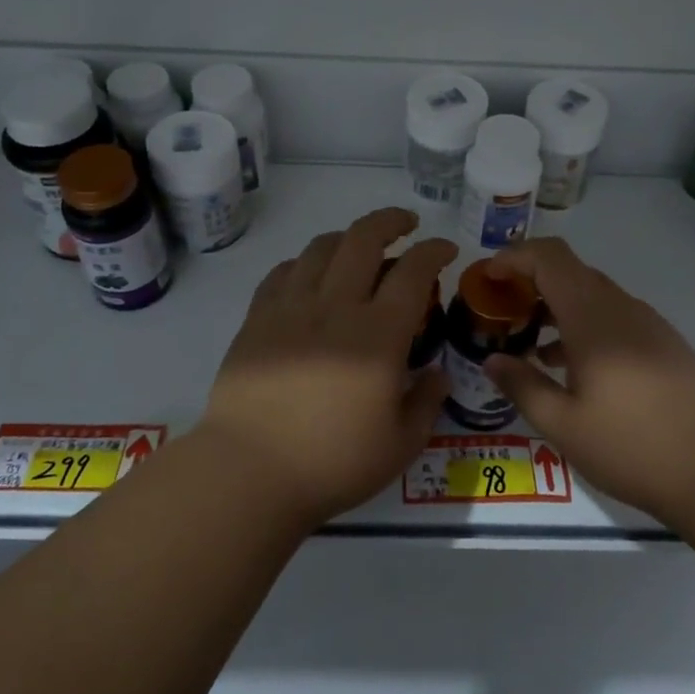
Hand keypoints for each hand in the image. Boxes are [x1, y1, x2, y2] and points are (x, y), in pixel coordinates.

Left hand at [199, 208, 455, 528]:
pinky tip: (310, 275)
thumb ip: (426, 403)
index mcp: (378, 335)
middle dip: (391, 221)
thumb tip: (437, 374)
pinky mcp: (257, 319)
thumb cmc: (332, 463)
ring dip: (347, 237)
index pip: (413, 272)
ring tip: (359, 247)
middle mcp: (336, 307)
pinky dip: (304, 262)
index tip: (445, 249)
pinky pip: (283, 272)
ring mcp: (291, 308)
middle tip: (406, 224)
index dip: (434, 251)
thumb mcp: (400, 445)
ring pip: (320, 248)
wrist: (248, 472)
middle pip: (364, 239)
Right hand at [484, 238, 694, 522]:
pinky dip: (582, 326)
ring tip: (528, 344)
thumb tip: (494, 360)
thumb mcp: (563, 424)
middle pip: (569, 271)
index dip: (513, 257)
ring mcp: (646, 324)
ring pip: (591, 296)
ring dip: (556, 307)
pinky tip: (571, 368)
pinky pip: (612, 317)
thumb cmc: (633, 444)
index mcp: (592, 316)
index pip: (548, 257)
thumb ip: (522, 386)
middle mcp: (620, 307)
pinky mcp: (663, 344)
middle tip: (501, 314)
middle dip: (529, 282)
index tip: (486, 278)